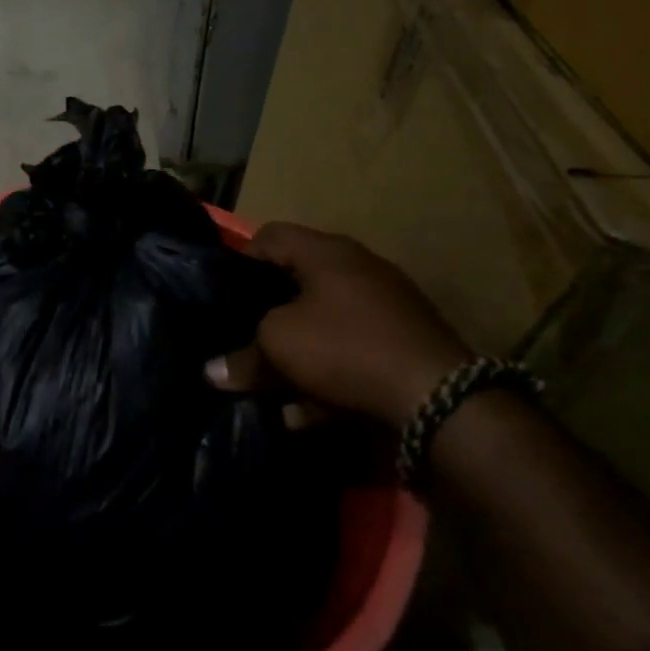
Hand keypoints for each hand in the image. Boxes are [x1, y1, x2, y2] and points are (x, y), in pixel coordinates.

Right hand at [208, 223, 468, 428]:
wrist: (438, 398)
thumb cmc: (345, 348)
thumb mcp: (278, 346)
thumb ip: (242, 356)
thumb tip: (212, 372)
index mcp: (327, 252)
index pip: (270, 236)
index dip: (240, 261)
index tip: (223, 297)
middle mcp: (358, 269)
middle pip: (296, 284)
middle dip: (266, 318)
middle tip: (242, 342)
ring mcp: (386, 307)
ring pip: (322, 324)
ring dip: (294, 356)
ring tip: (270, 391)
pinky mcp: (403, 344)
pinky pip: (350, 353)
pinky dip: (326, 377)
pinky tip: (305, 414)